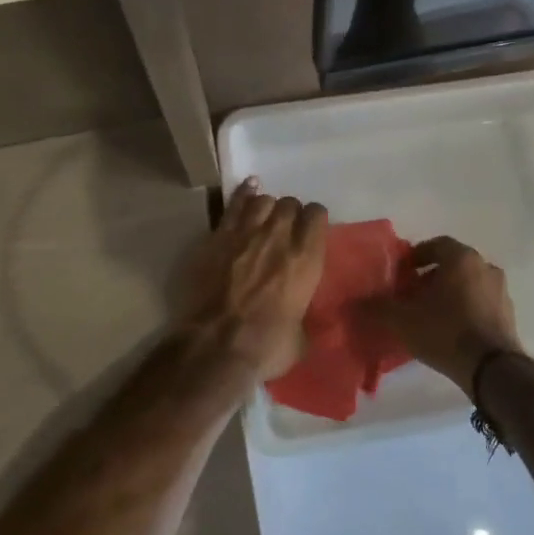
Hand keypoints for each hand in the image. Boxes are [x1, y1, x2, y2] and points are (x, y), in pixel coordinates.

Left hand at [180, 177, 327, 381]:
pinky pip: (235, 203)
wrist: (216, 346)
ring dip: (267, 207)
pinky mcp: (219, 236)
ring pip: (263, 200)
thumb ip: (305, 320)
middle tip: (286, 229)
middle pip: (289, 204)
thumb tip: (306, 323)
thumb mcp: (300, 339)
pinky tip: (249, 187)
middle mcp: (280, 236)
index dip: (314, 220)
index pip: (317, 215)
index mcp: (307, 258)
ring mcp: (247, 232)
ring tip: (265, 218)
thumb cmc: (265, 347)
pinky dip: (244, 193)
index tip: (311, 230)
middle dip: (290, 213)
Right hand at [369, 236, 522, 399]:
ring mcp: (501, 292)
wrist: (492, 369)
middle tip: (412, 294)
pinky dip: (465, 309)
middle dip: (431, 276)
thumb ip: (377, 308)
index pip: (437, 244)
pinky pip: (481, 304)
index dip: (417, 256)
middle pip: (453, 265)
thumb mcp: (403, 320)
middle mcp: (485, 267)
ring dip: (449, 294)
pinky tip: (450, 330)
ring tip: (429, 314)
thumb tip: (352, 304)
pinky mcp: (508, 316)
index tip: (402, 273)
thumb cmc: (446, 331)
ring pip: (468, 284)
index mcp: (462, 258)